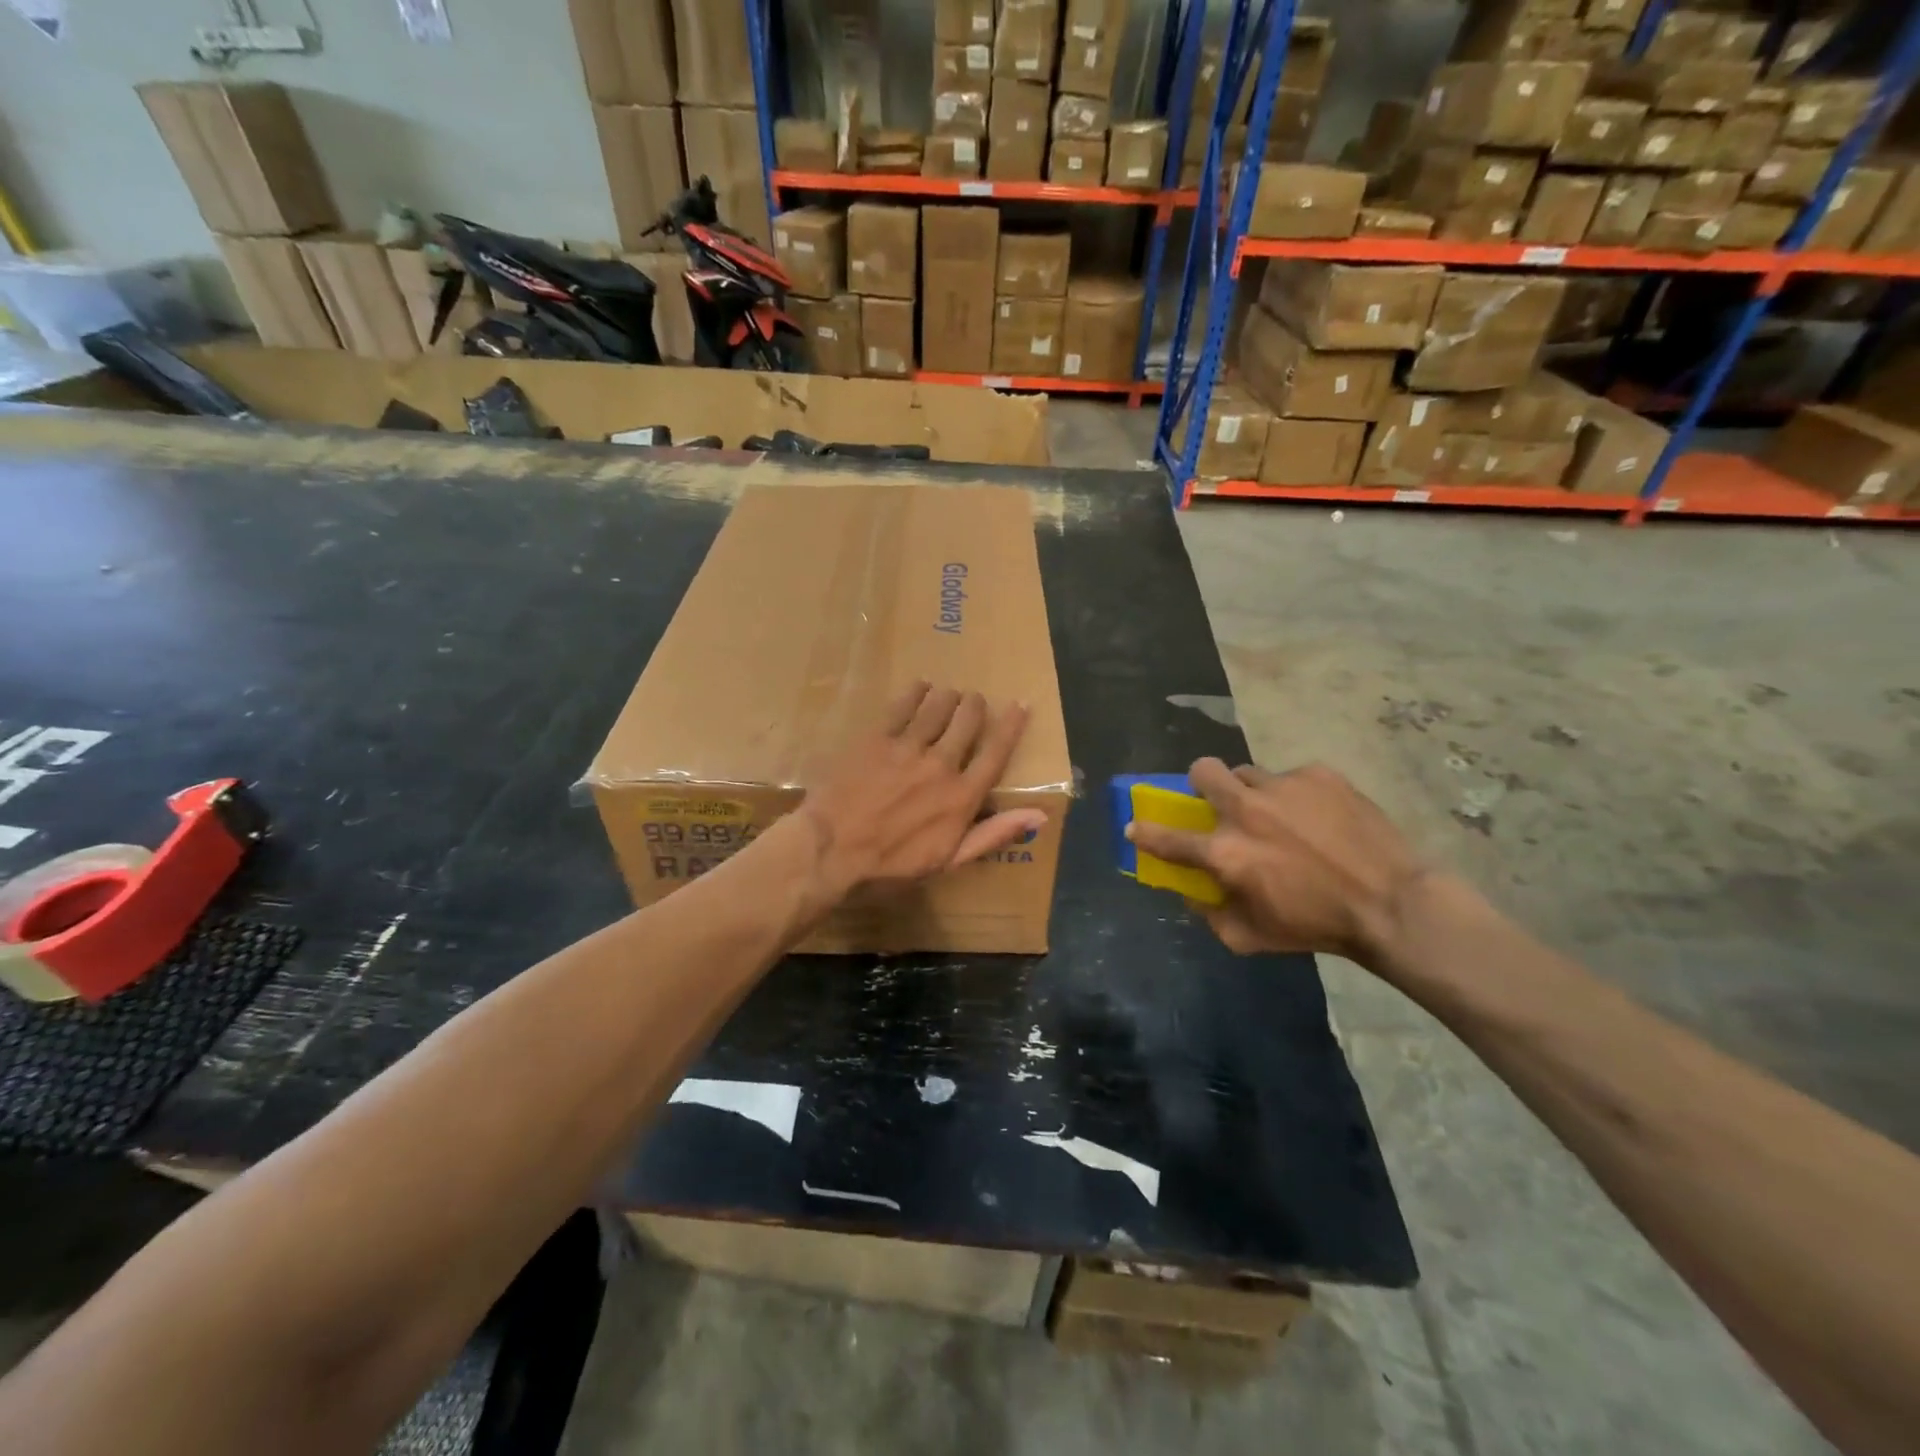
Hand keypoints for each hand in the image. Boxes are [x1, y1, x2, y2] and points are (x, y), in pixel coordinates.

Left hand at [796, 682, 1047, 903]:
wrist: (830, 851)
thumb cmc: (890, 866)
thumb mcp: (948, 861)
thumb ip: (993, 834)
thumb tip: (1039, 815)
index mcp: (962, 797)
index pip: (996, 753)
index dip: (1011, 726)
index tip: (1020, 705)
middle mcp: (941, 764)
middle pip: (968, 721)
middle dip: (975, 706)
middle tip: (974, 701)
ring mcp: (907, 748)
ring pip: (937, 707)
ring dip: (948, 697)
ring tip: (948, 693)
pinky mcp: (876, 739)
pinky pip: (901, 706)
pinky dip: (915, 693)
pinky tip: (919, 687)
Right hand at [1126, 759, 1426, 963]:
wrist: (1391, 904)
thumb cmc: (1316, 926)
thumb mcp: (1251, 938)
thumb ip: (1210, 915)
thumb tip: (1192, 892)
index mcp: (1225, 853)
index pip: (1167, 837)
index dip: (1144, 831)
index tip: (1135, 826)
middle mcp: (1245, 811)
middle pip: (1202, 771)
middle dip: (1200, 782)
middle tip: (1220, 801)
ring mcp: (1282, 787)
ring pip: (1248, 772)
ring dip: (1250, 790)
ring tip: (1279, 812)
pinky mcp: (1318, 775)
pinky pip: (1292, 776)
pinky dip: (1296, 795)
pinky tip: (1319, 817)